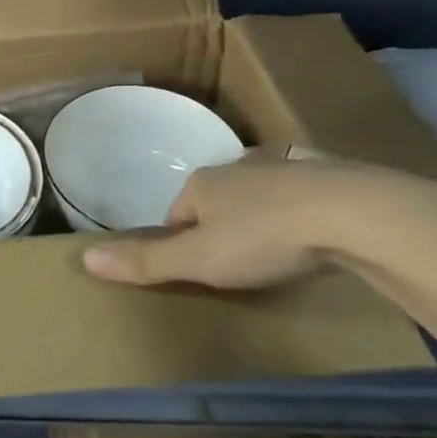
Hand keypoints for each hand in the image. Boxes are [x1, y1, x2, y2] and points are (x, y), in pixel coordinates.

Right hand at [80, 149, 436, 289]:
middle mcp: (236, 166)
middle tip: (241, 265)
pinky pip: (302, 190)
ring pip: (260, 191)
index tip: (198, 271)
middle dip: (223, 226)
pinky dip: (303, 207)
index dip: (182, 241)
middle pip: (217, 199)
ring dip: (262, 213)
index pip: (177, 212)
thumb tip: (84, 258)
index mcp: (202, 183)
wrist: (352, 213)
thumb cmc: (265, 237)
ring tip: (279, 248)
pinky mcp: (325, 173)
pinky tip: (318, 228)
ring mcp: (282, 165)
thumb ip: (147, 260)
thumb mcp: (201, 260)